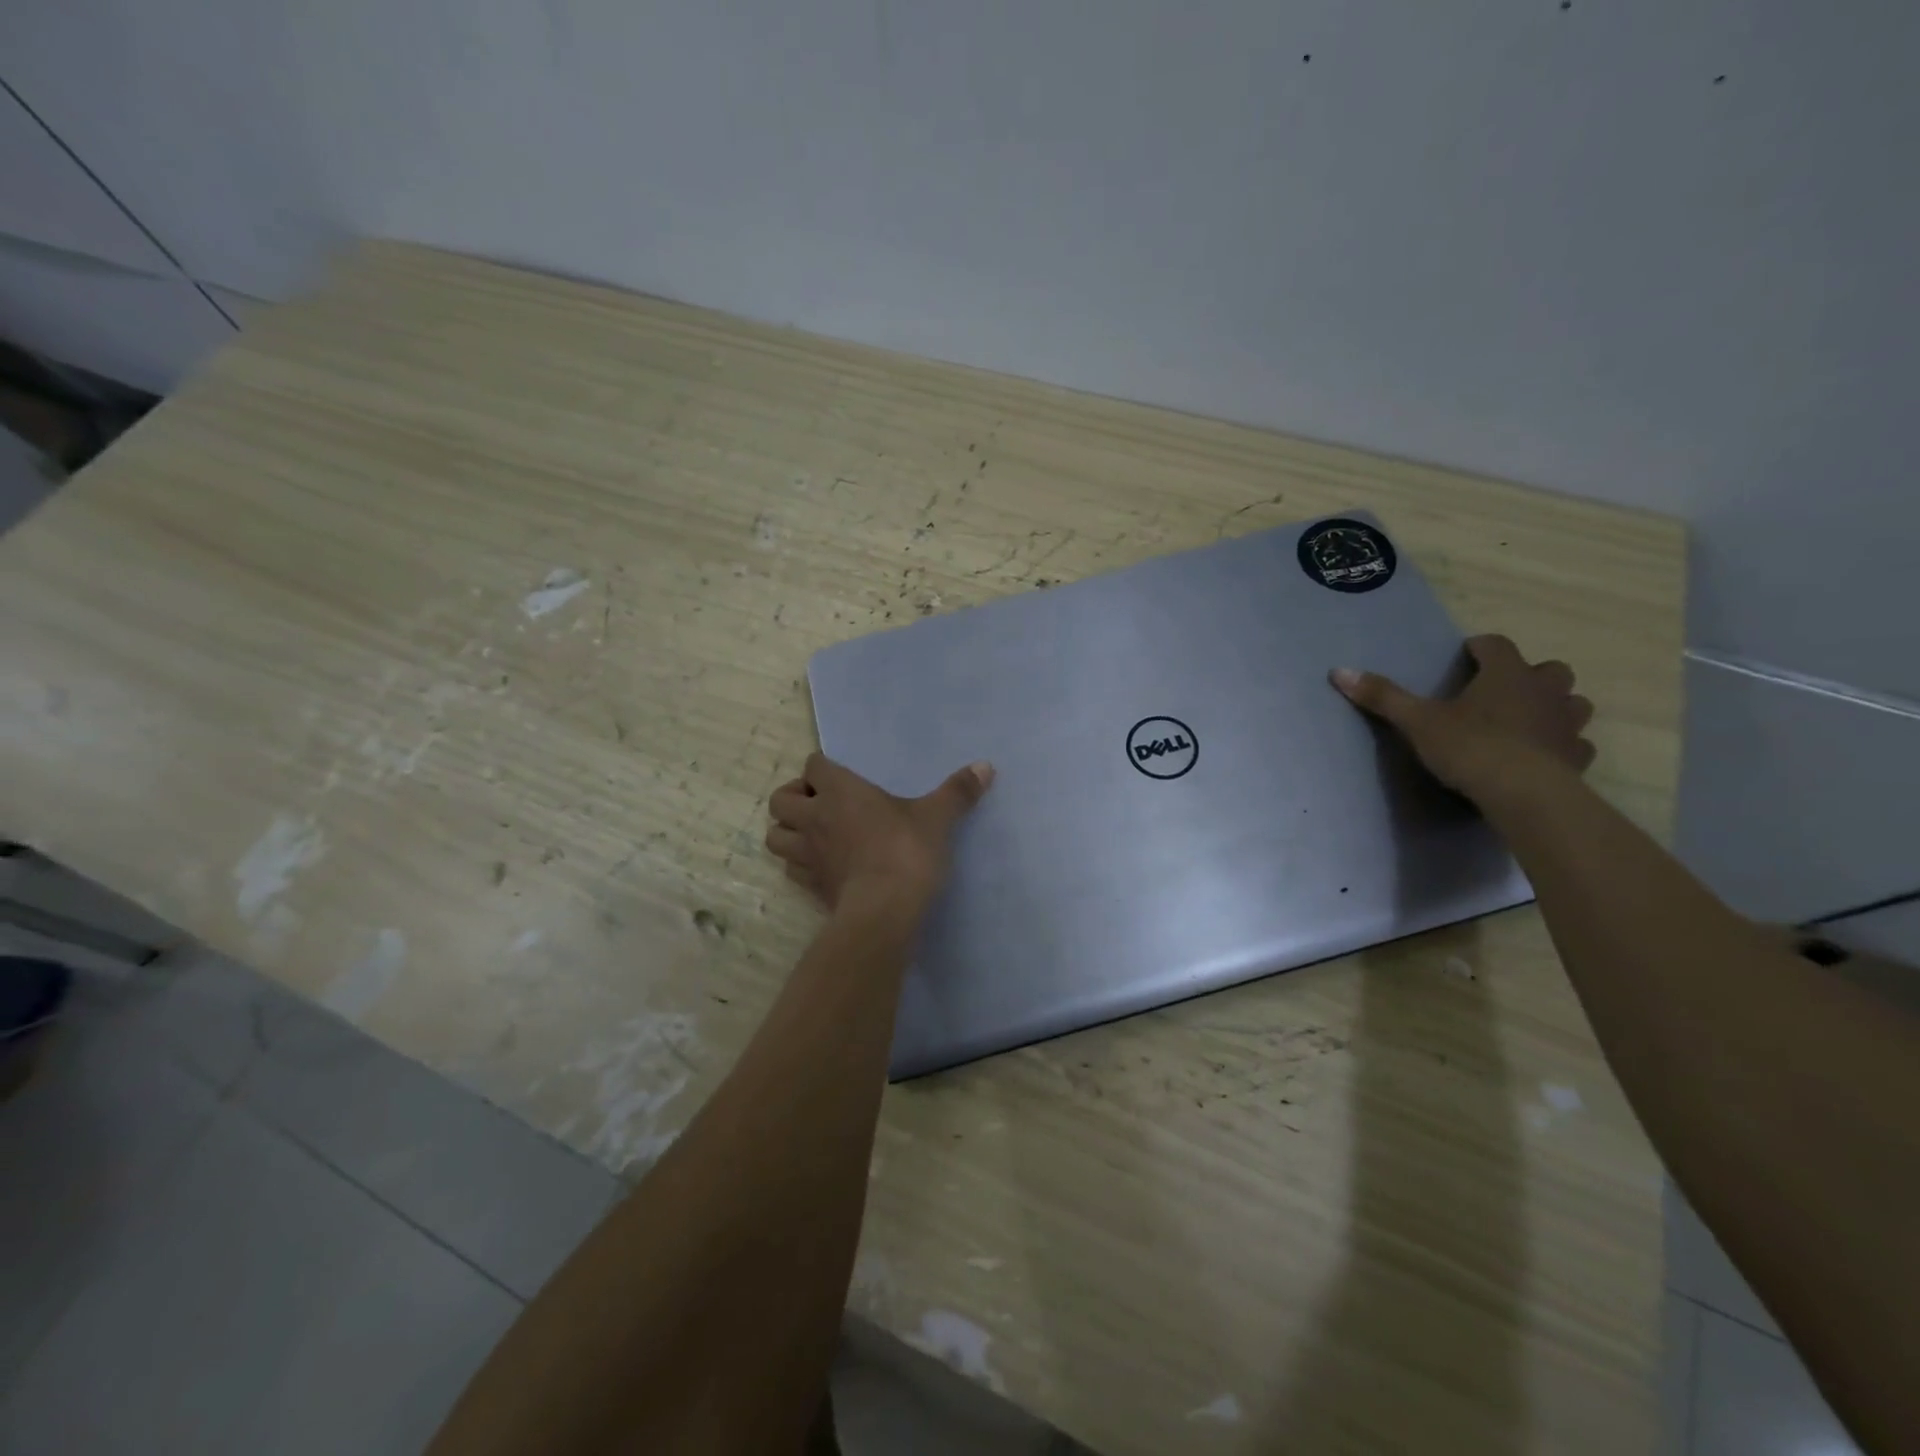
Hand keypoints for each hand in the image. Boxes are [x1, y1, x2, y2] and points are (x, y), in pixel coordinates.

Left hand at [766, 753, 994, 917]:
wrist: (885, 909)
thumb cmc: (907, 850)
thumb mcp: (937, 817)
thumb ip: (958, 791)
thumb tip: (986, 766)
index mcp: (839, 791)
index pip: (813, 764)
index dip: (822, 769)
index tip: (840, 779)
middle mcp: (815, 818)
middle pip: (779, 800)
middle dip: (793, 799)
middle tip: (819, 805)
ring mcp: (808, 854)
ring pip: (775, 837)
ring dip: (788, 833)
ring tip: (813, 836)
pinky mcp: (811, 886)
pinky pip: (791, 869)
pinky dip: (799, 864)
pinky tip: (822, 866)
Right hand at [1331, 634, 1594, 800]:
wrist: (1523, 794)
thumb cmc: (1469, 747)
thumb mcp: (1417, 721)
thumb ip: (1382, 696)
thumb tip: (1339, 671)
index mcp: (1506, 675)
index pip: (1497, 645)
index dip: (1481, 647)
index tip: (1466, 656)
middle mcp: (1543, 691)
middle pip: (1550, 670)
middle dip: (1530, 675)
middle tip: (1502, 689)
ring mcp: (1566, 724)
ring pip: (1573, 703)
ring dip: (1554, 706)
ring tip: (1528, 720)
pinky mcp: (1576, 757)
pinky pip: (1577, 744)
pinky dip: (1563, 745)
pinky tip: (1544, 756)